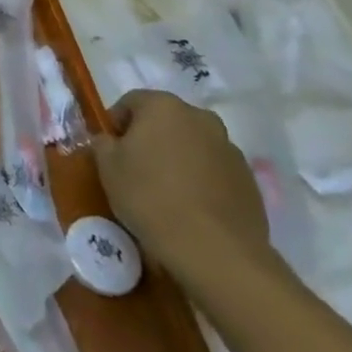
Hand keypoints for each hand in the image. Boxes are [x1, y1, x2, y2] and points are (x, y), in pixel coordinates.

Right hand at [94, 89, 269, 275]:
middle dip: (149, 139)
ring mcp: (230, 148)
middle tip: (134, 169)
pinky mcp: (249, 179)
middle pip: (165, 121)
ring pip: (192, 145)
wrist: (214, 249)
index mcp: (164, 106)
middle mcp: (200, 118)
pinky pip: (213, 170)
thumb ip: (103, 143)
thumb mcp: (107, 167)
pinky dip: (199, 180)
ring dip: (176, 159)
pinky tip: (189, 207)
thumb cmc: (150, 197)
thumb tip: (110, 141)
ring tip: (164, 192)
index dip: (114, 124)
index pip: (130, 102)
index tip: (108, 151)